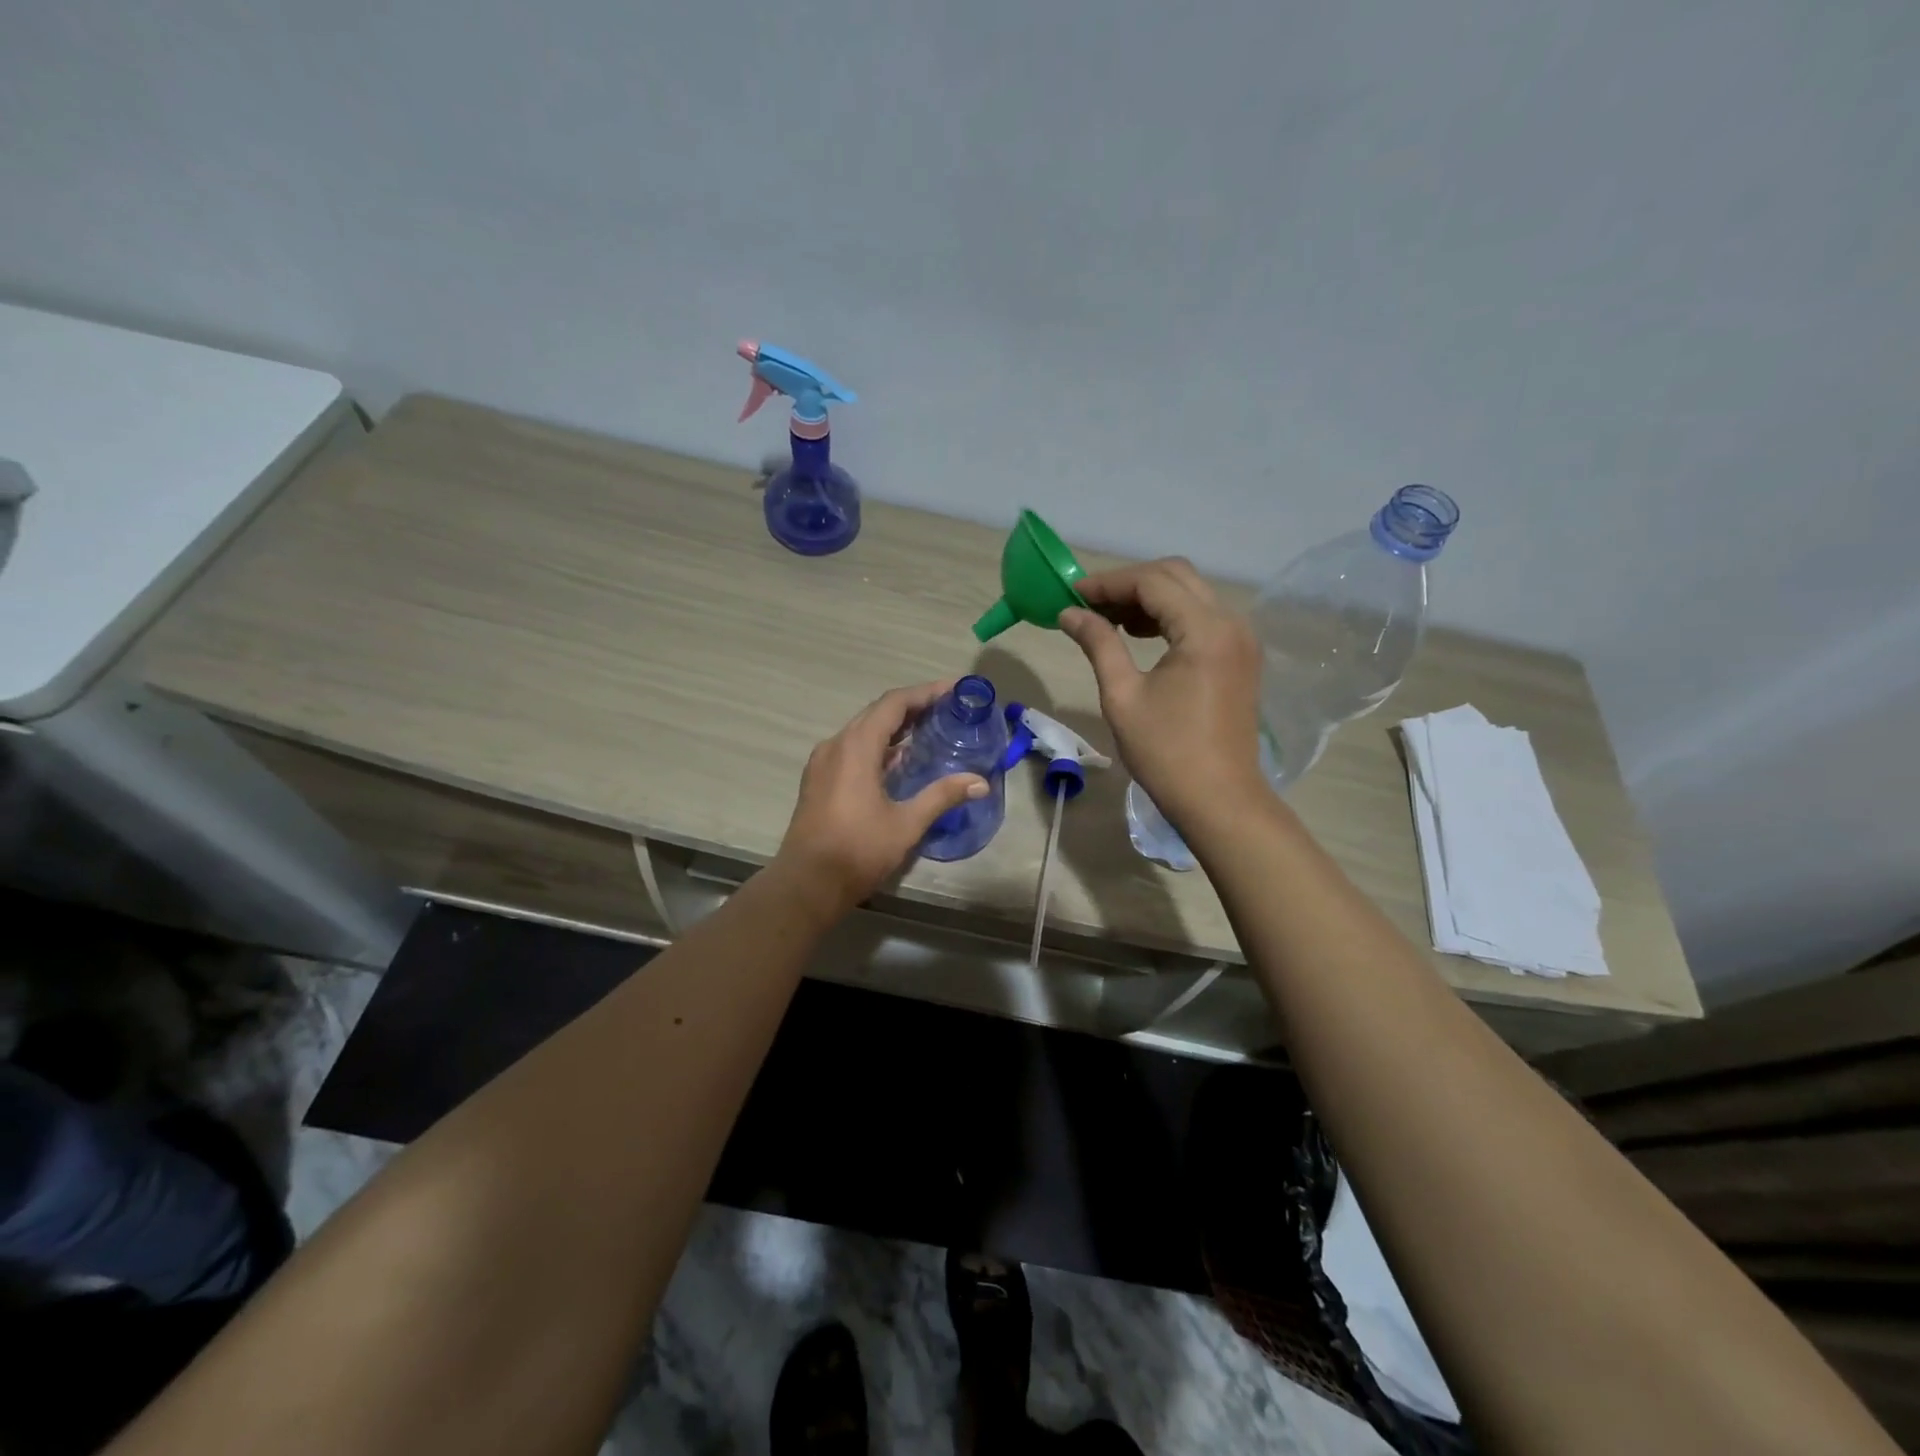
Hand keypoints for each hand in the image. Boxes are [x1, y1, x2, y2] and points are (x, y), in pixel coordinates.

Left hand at [775, 681, 989, 914]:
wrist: (806, 884)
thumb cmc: (857, 851)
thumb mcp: (906, 824)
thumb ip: (942, 796)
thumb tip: (980, 782)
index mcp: (856, 747)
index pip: (894, 704)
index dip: (925, 693)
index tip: (954, 689)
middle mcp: (836, 745)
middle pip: (877, 713)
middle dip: (913, 707)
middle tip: (947, 709)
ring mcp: (823, 762)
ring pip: (863, 731)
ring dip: (895, 727)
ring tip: (929, 730)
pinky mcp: (819, 780)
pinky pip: (852, 749)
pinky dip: (878, 745)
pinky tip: (899, 760)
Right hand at [1058, 559, 1264, 829]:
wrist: (1219, 799)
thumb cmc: (1165, 752)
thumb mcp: (1122, 696)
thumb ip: (1099, 644)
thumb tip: (1070, 613)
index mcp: (1204, 630)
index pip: (1152, 582)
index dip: (1108, 583)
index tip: (1072, 594)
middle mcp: (1231, 623)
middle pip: (1176, 575)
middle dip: (1129, 583)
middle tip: (1089, 605)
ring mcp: (1241, 639)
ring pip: (1191, 593)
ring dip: (1150, 597)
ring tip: (1109, 620)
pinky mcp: (1241, 656)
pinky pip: (1203, 616)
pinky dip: (1170, 615)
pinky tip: (1140, 635)